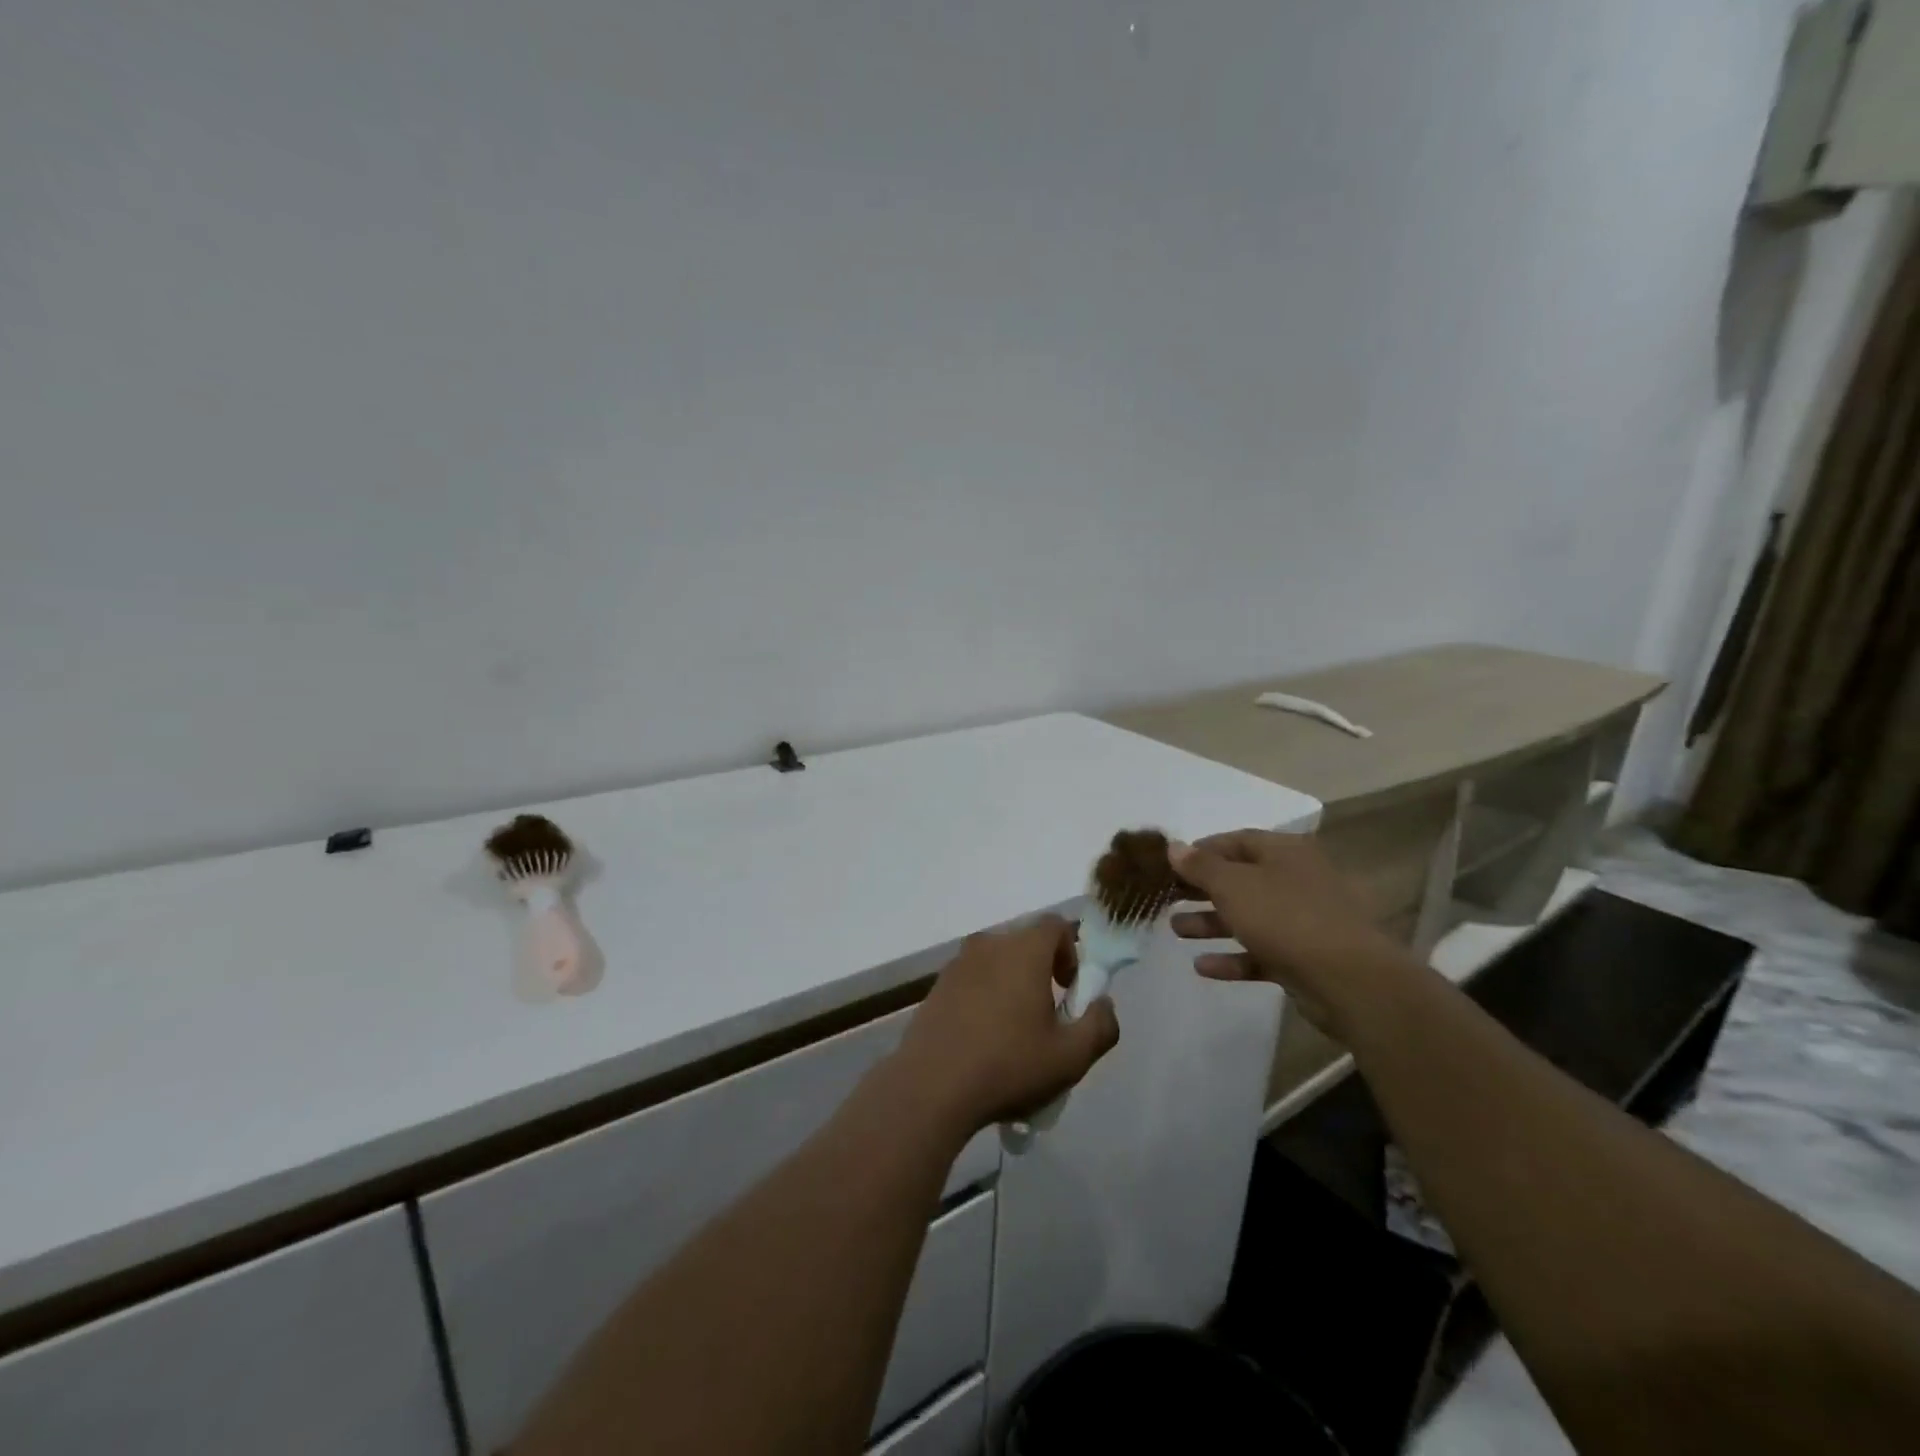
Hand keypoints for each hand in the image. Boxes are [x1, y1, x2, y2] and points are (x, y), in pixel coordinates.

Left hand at [892, 917, 1119, 1134]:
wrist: (931, 1087)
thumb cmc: (1008, 1065)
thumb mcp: (1070, 1057)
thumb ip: (1100, 1026)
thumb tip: (1103, 1005)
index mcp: (1023, 950)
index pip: (1055, 925)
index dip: (1071, 951)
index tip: (1070, 989)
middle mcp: (989, 945)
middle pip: (1025, 943)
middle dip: (1042, 970)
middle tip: (1047, 1015)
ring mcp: (957, 964)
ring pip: (997, 962)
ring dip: (1012, 984)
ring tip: (1014, 1033)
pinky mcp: (937, 986)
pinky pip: (972, 979)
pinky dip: (985, 997)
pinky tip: (983, 1040)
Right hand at [1170, 830, 1417, 1037]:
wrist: (1351, 981)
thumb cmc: (1286, 918)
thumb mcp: (1233, 885)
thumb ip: (1201, 866)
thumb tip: (1174, 846)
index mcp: (1285, 852)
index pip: (1236, 840)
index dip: (1201, 851)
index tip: (1170, 866)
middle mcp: (1297, 879)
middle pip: (1241, 879)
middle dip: (1202, 890)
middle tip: (1168, 899)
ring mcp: (1305, 920)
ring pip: (1250, 916)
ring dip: (1211, 923)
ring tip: (1176, 931)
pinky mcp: (1306, 958)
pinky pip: (1262, 952)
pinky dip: (1234, 957)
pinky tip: (1203, 967)